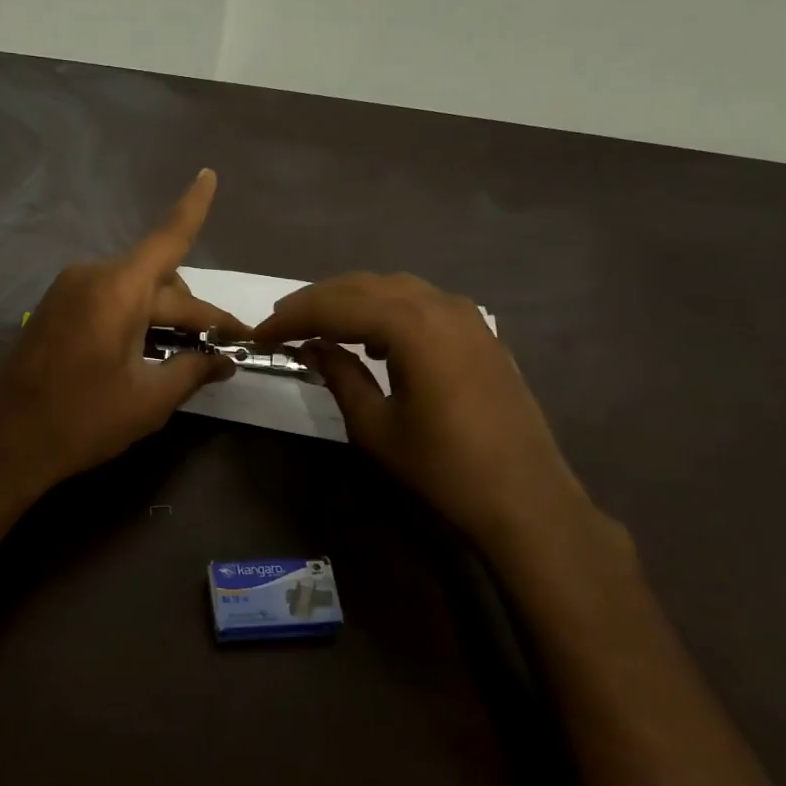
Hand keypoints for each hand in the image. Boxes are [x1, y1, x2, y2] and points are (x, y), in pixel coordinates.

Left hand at [0, 170, 243, 493]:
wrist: (5, 442)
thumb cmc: (83, 419)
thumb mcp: (150, 399)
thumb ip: (193, 370)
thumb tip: (225, 360)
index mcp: (118, 288)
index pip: (168, 237)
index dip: (193, 207)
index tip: (208, 173)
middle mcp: (92, 275)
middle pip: (160, 280)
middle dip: (195, 312)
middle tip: (226, 348)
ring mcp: (68, 290)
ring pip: (134, 290)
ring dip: (164, 315)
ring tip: (189, 353)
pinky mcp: (55, 308)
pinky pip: (108, 300)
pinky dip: (135, 317)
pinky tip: (147, 350)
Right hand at [254, 273, 621, 576]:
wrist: (526, 498)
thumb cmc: (443, 467)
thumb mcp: (376, 426)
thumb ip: (339, 376)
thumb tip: (312, 348)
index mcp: (411, 326)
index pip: (336, 307)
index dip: (293, 318)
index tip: (260, 334)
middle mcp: (439, 305)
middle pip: (363, 287)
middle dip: (317, 301)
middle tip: (280, 322)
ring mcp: (465, 315)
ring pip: (393, 289)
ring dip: (351, 301)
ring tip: (318, 325)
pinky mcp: (479, 332)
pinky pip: (421, 303)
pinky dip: (387, 310)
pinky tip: (374, 339)